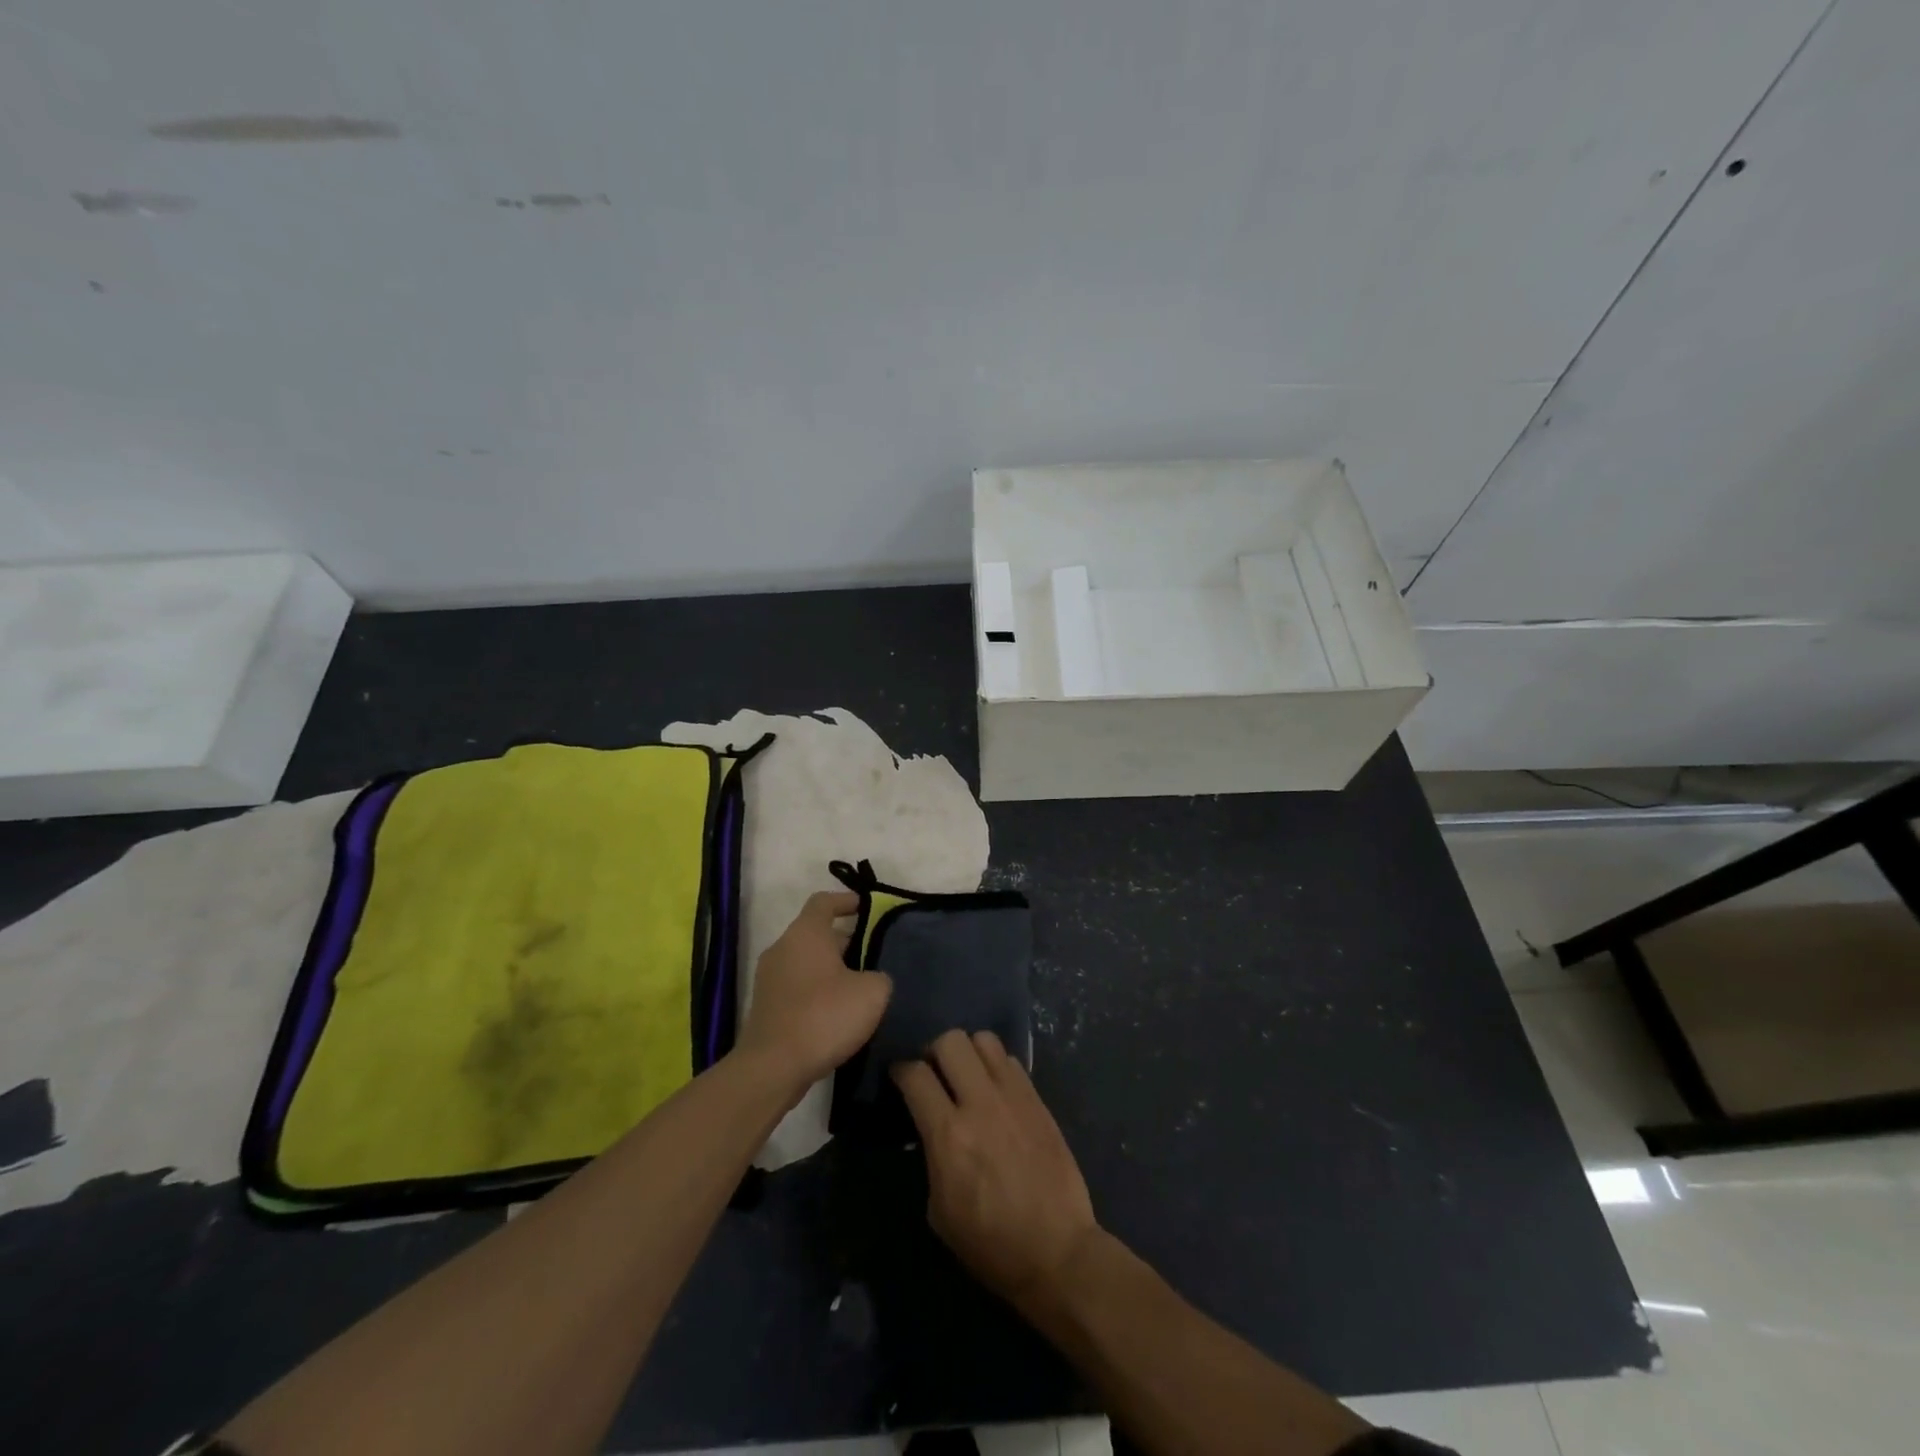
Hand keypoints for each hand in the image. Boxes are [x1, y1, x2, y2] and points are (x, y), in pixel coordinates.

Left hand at [735, 891, 891, 1098]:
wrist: (772, 1068)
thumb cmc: (824, 1017)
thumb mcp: (872, 993)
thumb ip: (879, 976)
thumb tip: (872, 979)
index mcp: (805, 933)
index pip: (824, 901)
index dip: (847, 901)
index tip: (868, 908)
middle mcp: (782, 948)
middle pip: (815, 933)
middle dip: (845, 941)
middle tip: (873, 956)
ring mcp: (769, 978)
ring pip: (806, 961)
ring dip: (831, 969)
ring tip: (859, 987)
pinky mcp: (766, 1006)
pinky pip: (796, 986)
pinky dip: (816, 991)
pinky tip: (837, 1013)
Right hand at [893, 1030, 1098, 1310]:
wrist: (1057, 1251)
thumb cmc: (991, 1244)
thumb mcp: (940, 1210)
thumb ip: (932, 1155)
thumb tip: (931, 1129)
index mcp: (949, 1135)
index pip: (915, 1075)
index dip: (900, 1070)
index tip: (899, 1077)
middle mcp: (980, 1104)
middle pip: (950, 1041)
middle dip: (934, 1051)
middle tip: (934, 1073)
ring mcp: (1013, 1096)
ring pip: (983, 1039)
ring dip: (968, 1052)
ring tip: (966, 1075)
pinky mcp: (1037, 1099)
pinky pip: (1010, 1060)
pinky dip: (996, 1066)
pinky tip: (994, 1090)